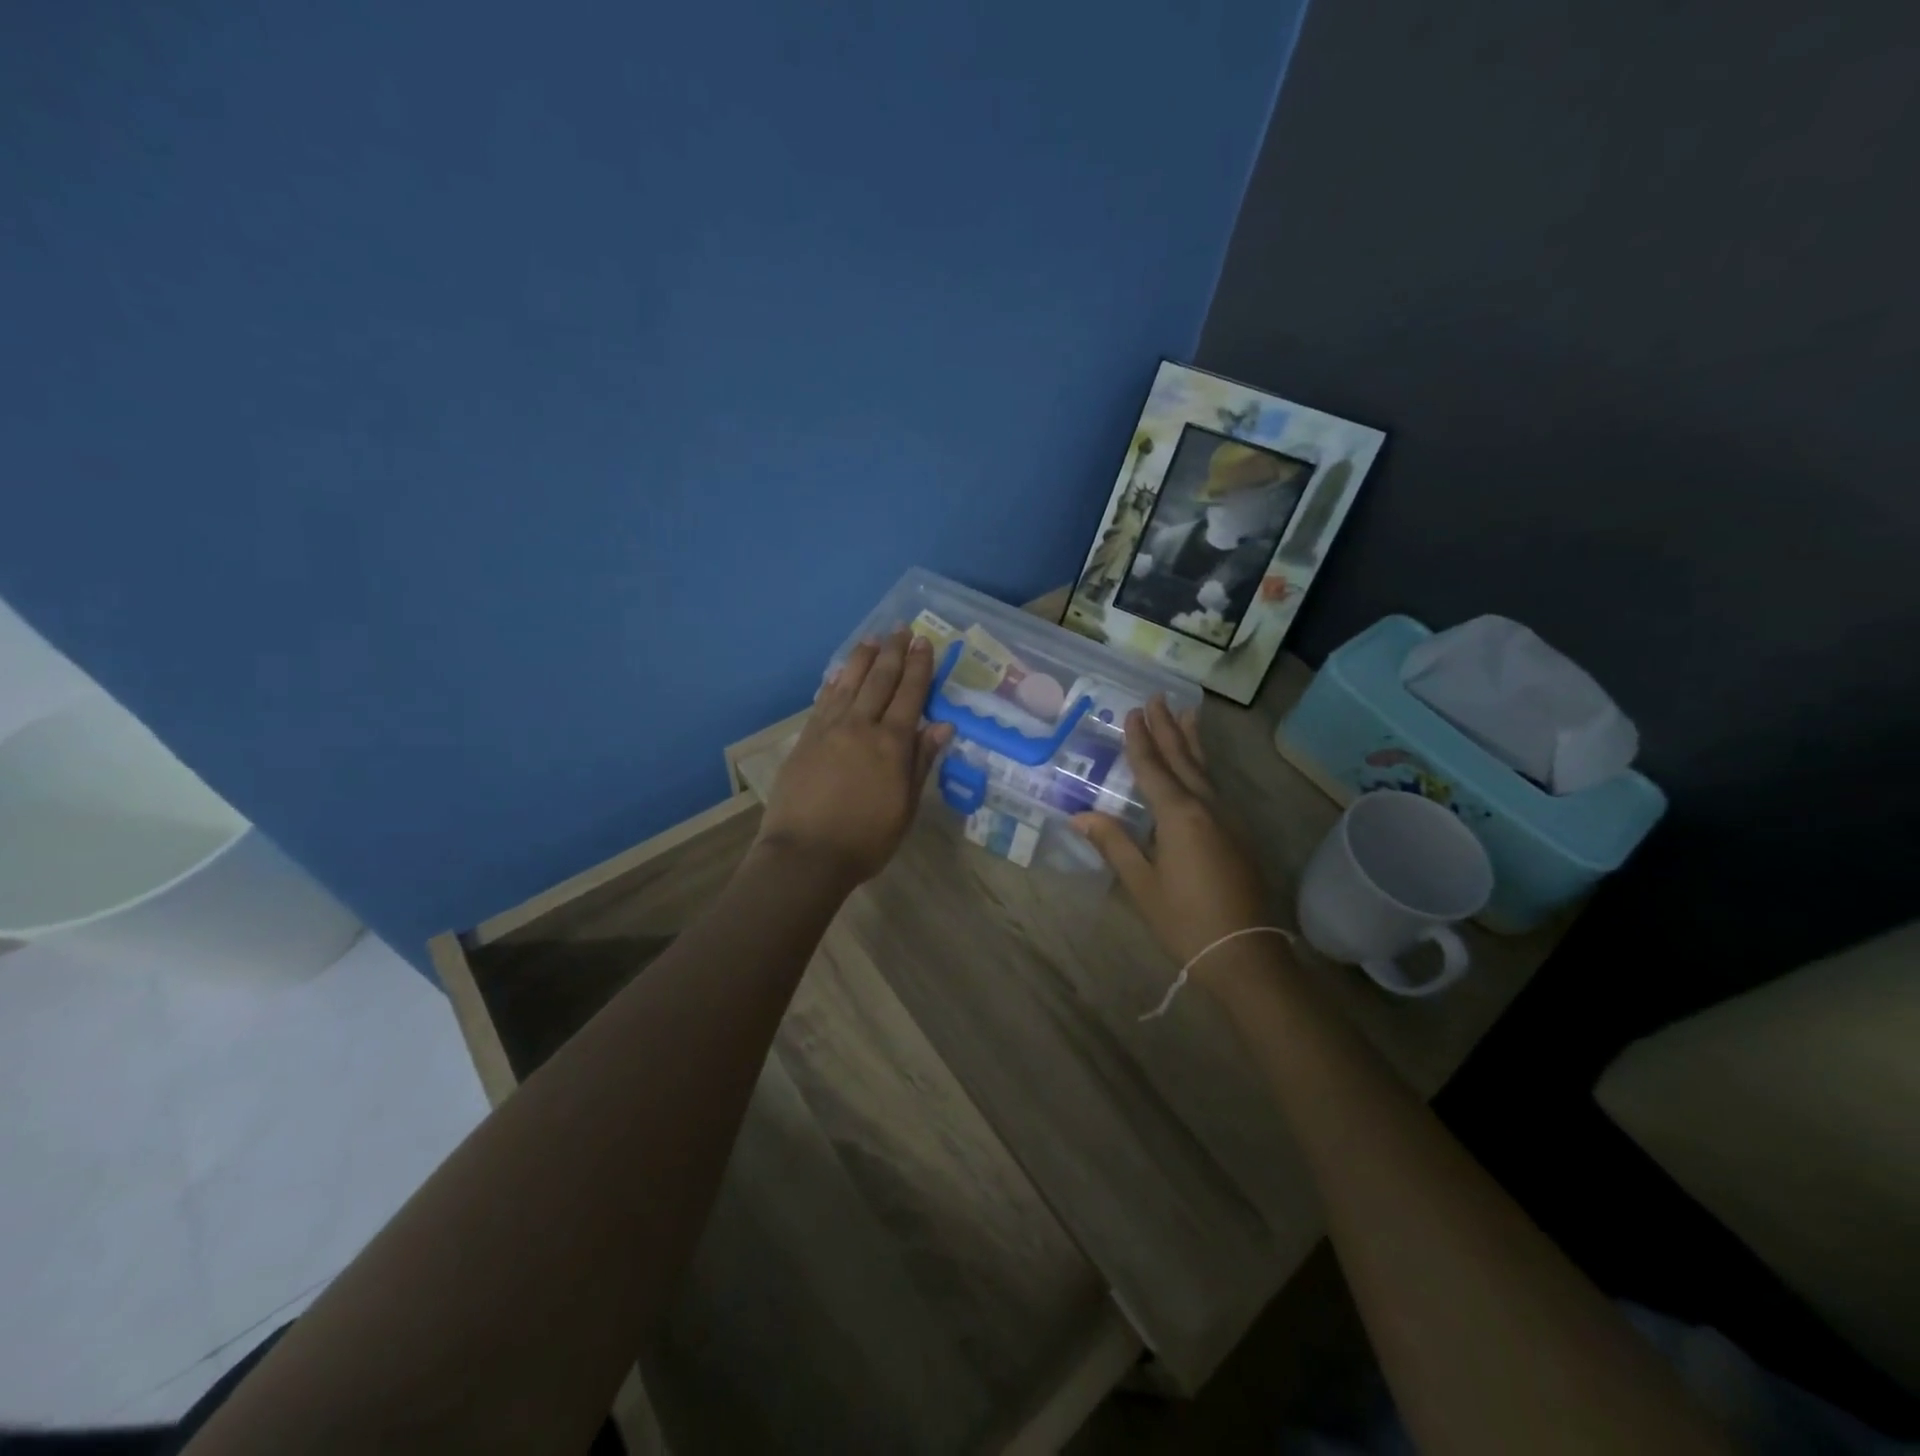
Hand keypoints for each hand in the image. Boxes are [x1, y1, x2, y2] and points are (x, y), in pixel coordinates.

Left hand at [757, 629, 954, 887]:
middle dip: (893, 653)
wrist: (806, 854)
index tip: (925, 643)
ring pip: (849, 683)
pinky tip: (840, 673)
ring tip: (872, 639)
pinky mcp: (806, 738)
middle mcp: (861, 726)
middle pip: (880, 681)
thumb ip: (922, 762)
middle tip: (902, 630)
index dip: (919, 667)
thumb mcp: (906, 807)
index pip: (910, 695)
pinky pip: (824, 700)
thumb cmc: (866, 839)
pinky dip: (835, 682)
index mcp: (892, 744)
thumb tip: (943, 726)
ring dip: (863, 659)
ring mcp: (829, 729)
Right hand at [1071, 697, 1269, 975]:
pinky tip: (1200, 765)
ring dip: (1191, 740)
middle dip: (1167, 728)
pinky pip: (1215, 786)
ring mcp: (1227, 819)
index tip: (1133, 712)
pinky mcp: (1237, 833)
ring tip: (1187, 712)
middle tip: (1158, 698)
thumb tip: (1079, 816)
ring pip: (1205, 769)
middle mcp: (1206, 807)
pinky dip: (1204, 765)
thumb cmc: (1184, 919)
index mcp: (1179, 816)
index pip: (1153, 769)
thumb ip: (1114, 843)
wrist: (1244, 952)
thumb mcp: (1141, 883)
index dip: (1140, 740)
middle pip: (1182, 760)